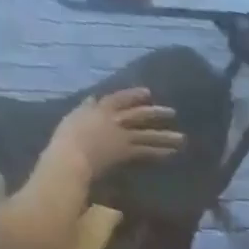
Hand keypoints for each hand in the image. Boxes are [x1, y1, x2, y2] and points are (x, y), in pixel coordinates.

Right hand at [50, 88, 185, 175]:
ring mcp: (122, 136)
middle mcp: (113, 120)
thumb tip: (92, 99)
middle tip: (173, 112)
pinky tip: (172, 153)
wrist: (71, 156)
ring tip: (183, 138)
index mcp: (98, 109)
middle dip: (156, 112)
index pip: (119, 98)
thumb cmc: (66, 139)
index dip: (134, 95)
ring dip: (166, 136)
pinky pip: (148, 151)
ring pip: (148, 134)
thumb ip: (86, 107)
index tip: (148, 92)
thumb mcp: (74, 116)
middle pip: (139, 114)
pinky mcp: (127, 152)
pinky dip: (160, 152)